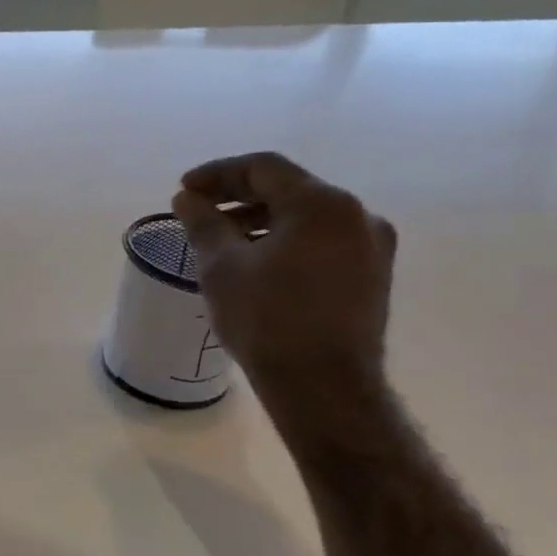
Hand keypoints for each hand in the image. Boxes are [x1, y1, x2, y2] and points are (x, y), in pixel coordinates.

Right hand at [171, 152, 396, 390]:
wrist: (324, 387)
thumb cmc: (267, 319)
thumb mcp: (222, 266)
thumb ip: (203, 222)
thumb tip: (187, 199)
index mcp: (322, 204)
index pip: (263, 168)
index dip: (218, 173)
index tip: (184, 190)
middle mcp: (357, 215)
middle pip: (289, 189)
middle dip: (239, 196)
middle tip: (199, 212)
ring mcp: (372, 247)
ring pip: (306, 217)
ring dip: (261, 220)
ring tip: (223, 241)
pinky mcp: (372, 276)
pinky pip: (322, 242)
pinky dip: (286, 241)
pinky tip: (257, 263)